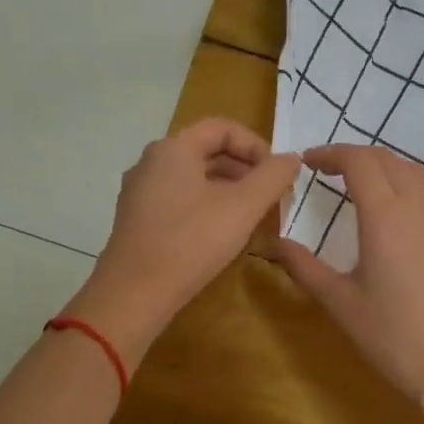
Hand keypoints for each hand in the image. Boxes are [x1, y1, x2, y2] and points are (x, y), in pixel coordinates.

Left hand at [66, 119, 300, 367]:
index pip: (222, 128)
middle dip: (244, 168)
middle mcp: (151, 161)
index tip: (278, 173)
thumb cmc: (191, 242)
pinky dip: (206, 204)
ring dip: (227, 188)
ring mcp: (140, 191)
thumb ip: (272, 177)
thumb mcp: (243, 207)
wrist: (133, 295)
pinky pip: (178, 198)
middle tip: (270, 194)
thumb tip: (291, 158)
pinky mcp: (137, 219)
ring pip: (193, 176)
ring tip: (251, 214)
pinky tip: (221, 232)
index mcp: (173, 148)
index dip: (256, 145)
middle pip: (206, 150)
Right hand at [274, 144, 423, 423]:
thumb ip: (305, 268)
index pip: (359, 162)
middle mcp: (416, 209)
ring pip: (413, 173)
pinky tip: (389, 213)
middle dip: (354, 156)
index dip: (331, 154)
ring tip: (356, 183)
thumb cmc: (391, 337)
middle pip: (386, 159)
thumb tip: (277, 244)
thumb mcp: (340, 303)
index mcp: (385, 217)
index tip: (307, 162)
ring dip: (382, 166)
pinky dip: (403, 184)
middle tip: (325, 170)